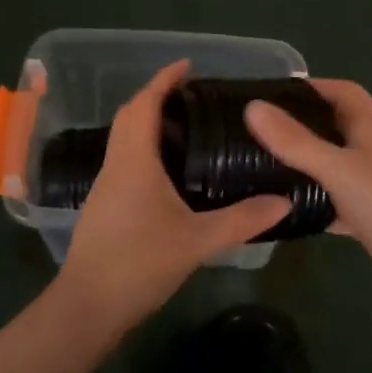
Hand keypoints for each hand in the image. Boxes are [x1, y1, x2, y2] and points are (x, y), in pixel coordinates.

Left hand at [58, 61, 290, 335]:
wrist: (87, 307)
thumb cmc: (139, 263)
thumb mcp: (197, 241)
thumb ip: (242, 220)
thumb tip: (284, 201)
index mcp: (134, 160)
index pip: (144, 105)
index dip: (164, 80)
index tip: (188, 65)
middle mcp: (116, 164)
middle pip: (130, 116)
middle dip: (155, 97)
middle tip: (191, 95)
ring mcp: (106, 186)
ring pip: (124, 138)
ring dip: (148, 122)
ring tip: (185, 126)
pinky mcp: (104, 206)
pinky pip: (124, 160)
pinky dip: (144, 148)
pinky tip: (168, 169)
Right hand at [245, 81, 371, 329]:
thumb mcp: (338, 171)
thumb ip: (295, 141)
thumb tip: (253, 106)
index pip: (344, 92)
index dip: (312, 87)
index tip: (271, 95)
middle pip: (338, 126)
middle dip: (302, 124)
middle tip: (259, 132)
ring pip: (337, 165)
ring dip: (307, 163)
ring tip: (265, 167)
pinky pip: (339, 200)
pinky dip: (317, 200)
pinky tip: (290, 211)